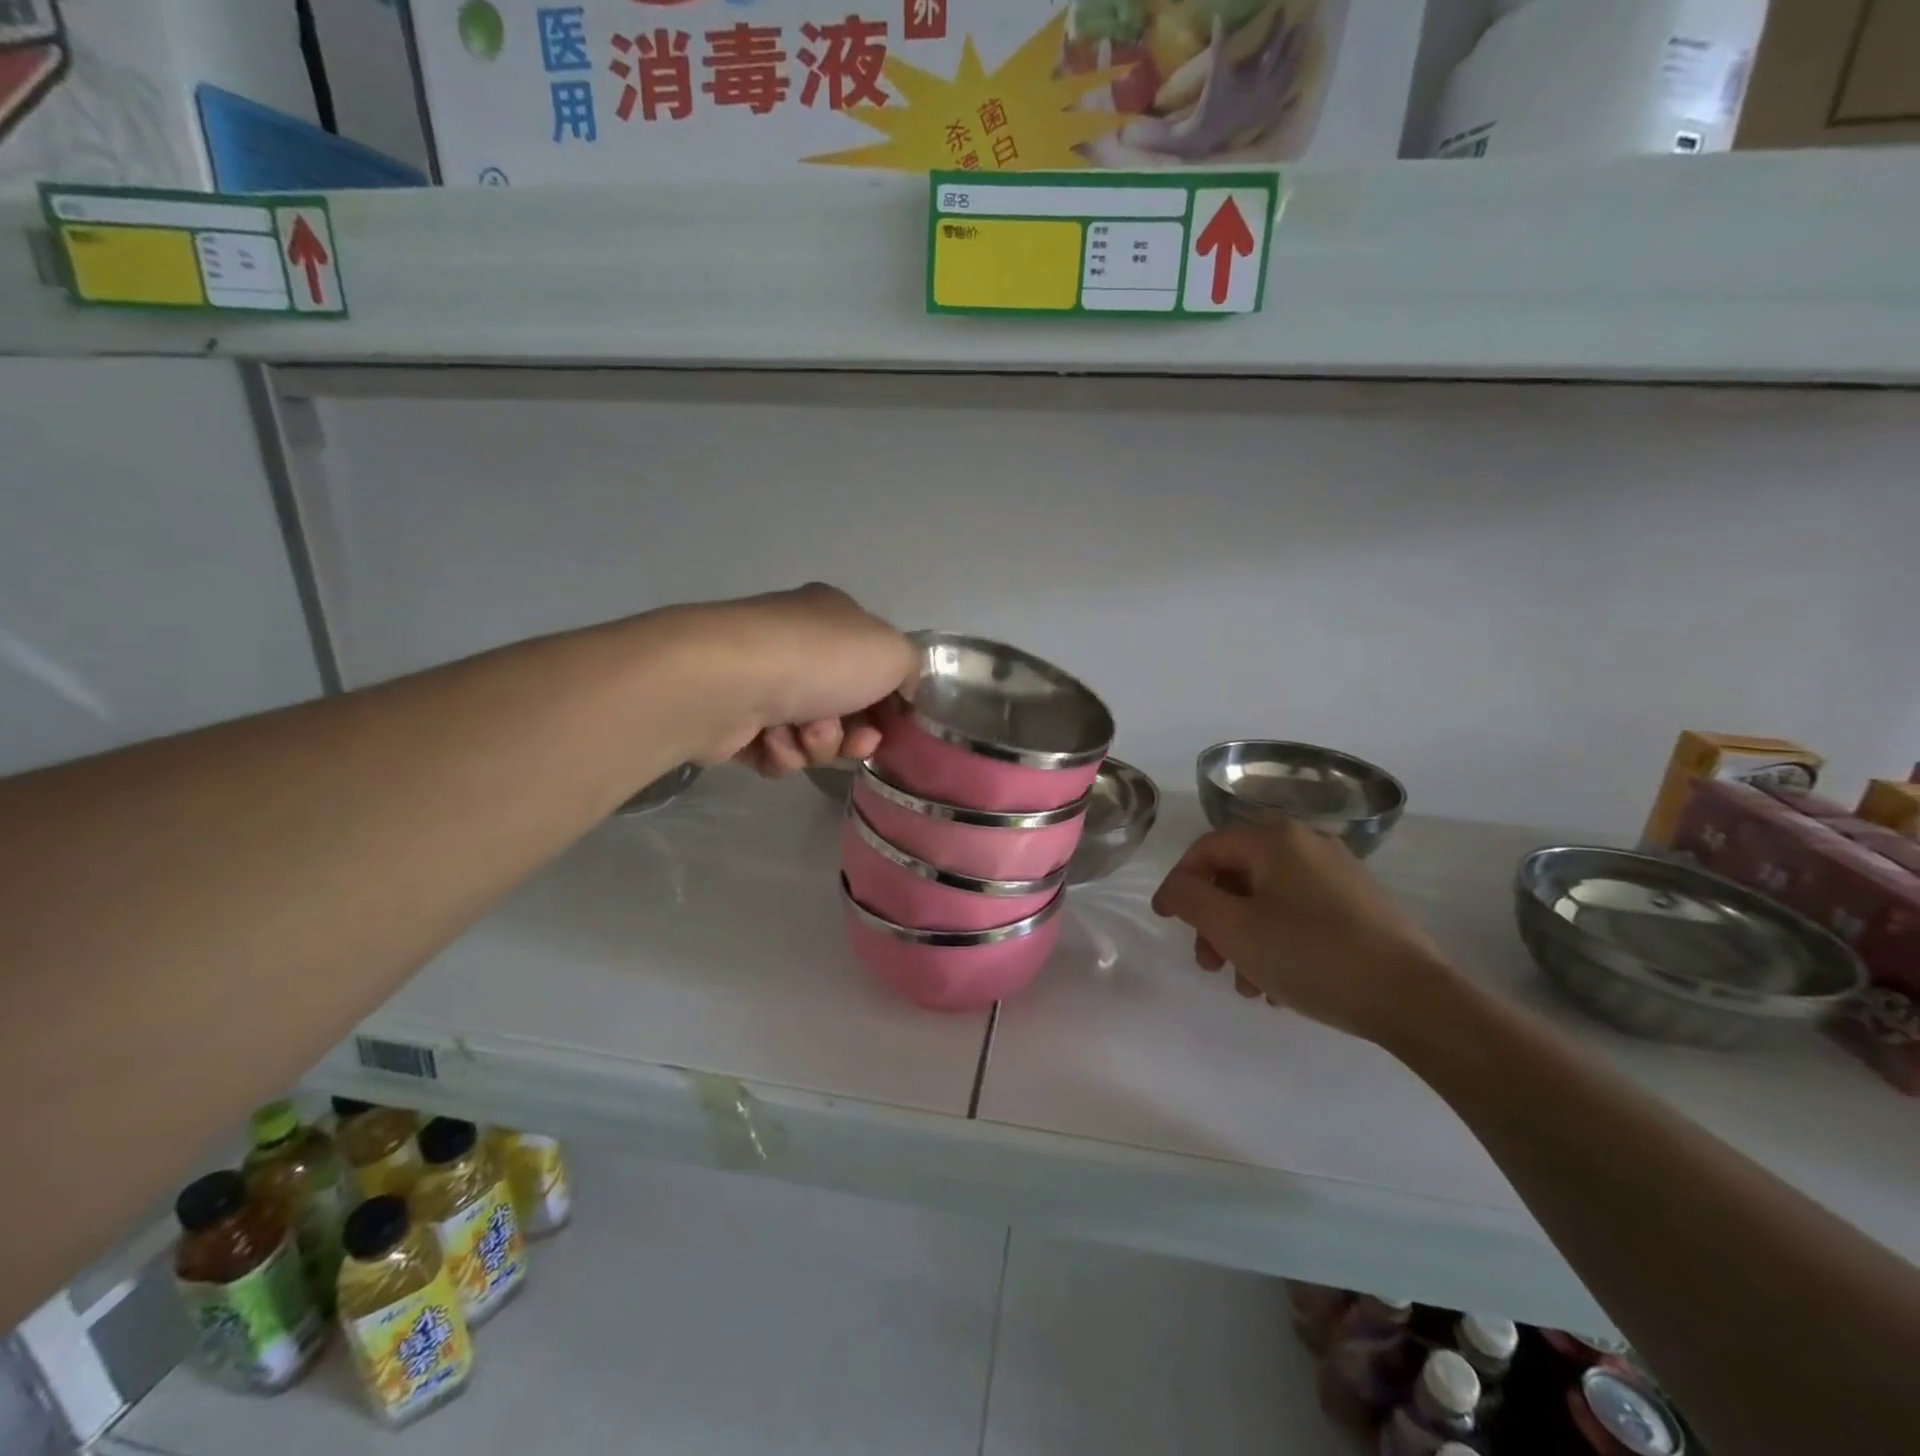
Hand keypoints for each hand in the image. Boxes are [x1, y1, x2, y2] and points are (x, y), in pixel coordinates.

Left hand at [667, 584, 914, 776]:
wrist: (732, 681)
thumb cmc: (822, 659)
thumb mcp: (893, 652)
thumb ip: (909, 670)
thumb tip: (899, 692)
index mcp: (832, 618)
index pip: (871, 662)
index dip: (887, 700)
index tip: (893, 725)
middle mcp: (795, 645)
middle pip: (844, 707)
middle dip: (853, 732)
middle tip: (855, 742)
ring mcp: (761, 681)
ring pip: (811, 735)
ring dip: (817, 743)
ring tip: (802, 733)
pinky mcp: (733, 719)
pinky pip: (775, 751)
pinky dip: (781, 752)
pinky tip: (771, 739)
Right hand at [1150, 820, 1453, 1042]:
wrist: (1413, 998)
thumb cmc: (1311, 956)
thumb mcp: (1234, 928)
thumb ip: (1191, 899)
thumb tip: (1177, 887)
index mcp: (1275, 840)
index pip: (1206, 849)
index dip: (1179, 883)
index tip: (1165, 921)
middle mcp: (1307, 844)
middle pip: (1237, 875)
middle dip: (1214, 921)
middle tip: (1209, 964)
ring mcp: (1338, 873)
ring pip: (1268, 899)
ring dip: (1244, 939)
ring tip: (1248, 986)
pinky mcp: (1359, 904)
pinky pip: (1299, 913)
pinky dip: (1277, 940)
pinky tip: (1280, 984)